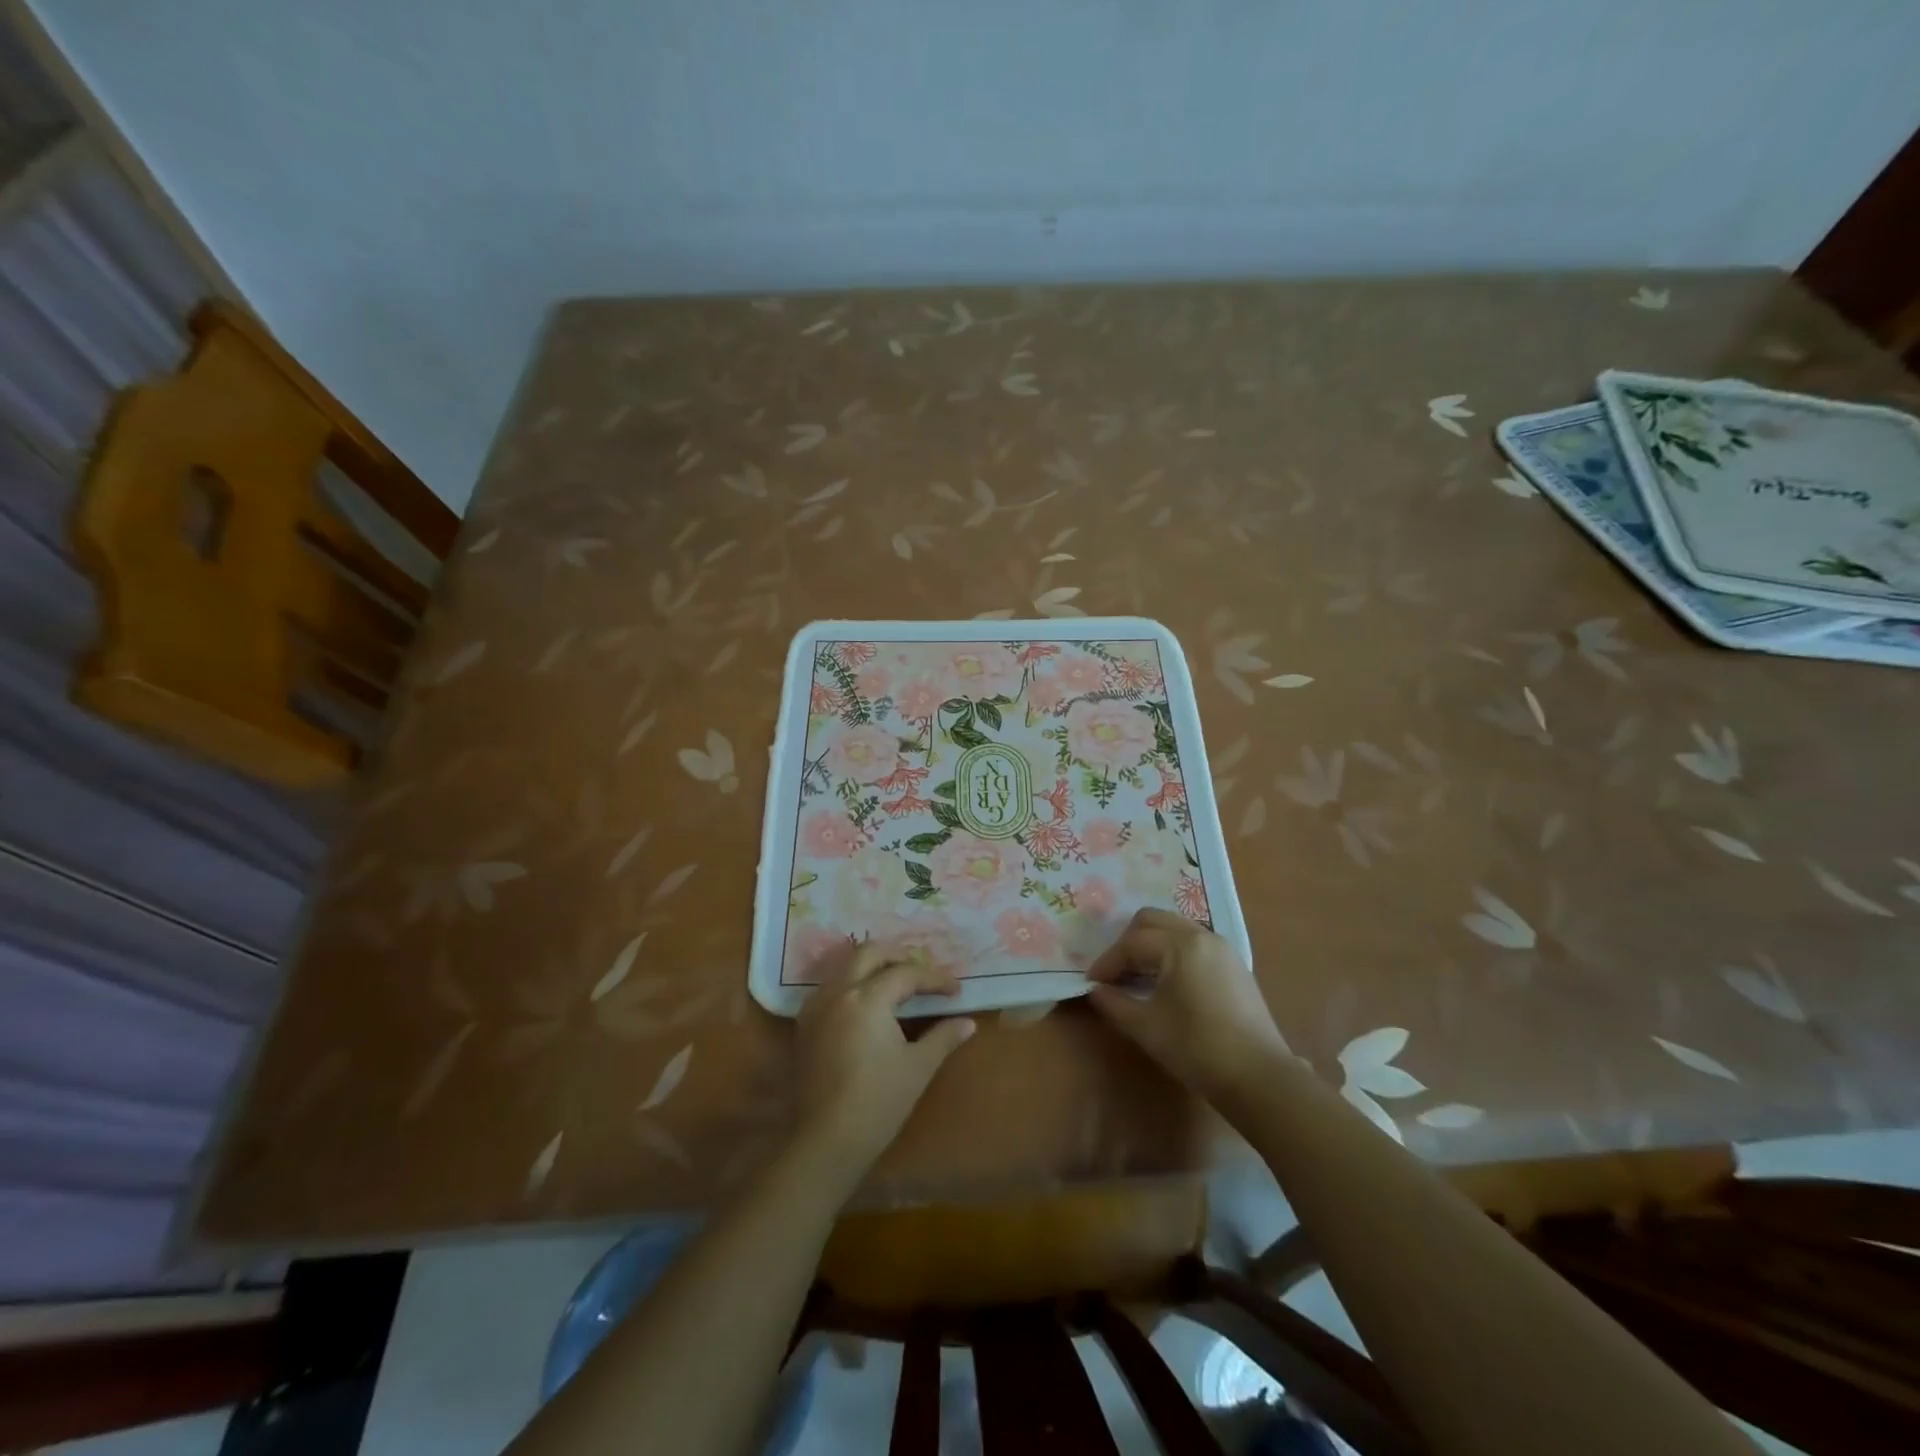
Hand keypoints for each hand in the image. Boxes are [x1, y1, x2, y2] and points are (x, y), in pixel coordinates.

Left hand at [793, 944, 976, 1179]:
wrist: (825, 1141)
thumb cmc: (878, 1102)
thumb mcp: (918, 1067)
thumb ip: (943, 1037)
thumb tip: (967, 1023)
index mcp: (867, 998)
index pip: (906, 973)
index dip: (934, 979)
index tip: (955, 990)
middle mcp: (838, 992)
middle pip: (870, 953)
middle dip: (899, 956)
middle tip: (923, 973)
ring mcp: (816, 1006)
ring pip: (846, 966)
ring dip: (873, 966)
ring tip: (897, 983)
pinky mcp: (805, 1024)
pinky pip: (831, 987)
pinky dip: (853, 983)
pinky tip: (868, 1004)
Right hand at [1085, 908, 1289, 1106]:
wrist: (1259, 1078)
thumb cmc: (1196, 1048)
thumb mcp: (1146, 1027)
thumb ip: (1114, 1003)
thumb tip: (1096, 990)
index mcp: (1180, 945)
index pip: (1132, 943)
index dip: (1108, 962)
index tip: (1092, 982)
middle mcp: (1202, 936)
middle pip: (1153, 921)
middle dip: (1128, 942)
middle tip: (1114, 971)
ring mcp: (1223, 949)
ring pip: (1175, 929)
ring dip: (1151, 944)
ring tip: (1137, 975)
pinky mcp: (1235, 966)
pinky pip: (1194, 943)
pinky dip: (1172, 952)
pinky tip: (1166, 981)